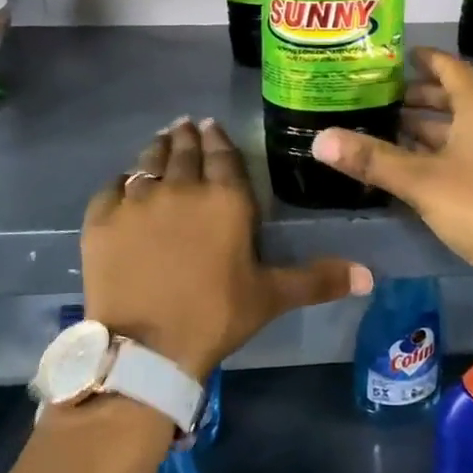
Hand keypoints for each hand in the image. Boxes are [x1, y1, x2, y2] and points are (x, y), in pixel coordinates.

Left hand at [82, 117, 372, 377]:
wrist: (146, 347)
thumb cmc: (216, 316)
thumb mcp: (271, 296)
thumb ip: (318, 279)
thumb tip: (370, 276)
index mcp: (225, 199)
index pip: (223, 155)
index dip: (218, 138)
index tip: (211, 125)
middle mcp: (181, 187)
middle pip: (183, 151)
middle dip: (187, 136)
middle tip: (186, 125)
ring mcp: (137, 200)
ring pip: (147, 161)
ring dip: (157, 148)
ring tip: (160, 139)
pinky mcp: (102, 219)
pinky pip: (112, 187)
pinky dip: (121, 181)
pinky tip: (124, 182)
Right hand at [311, 47, 472, 283]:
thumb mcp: (419, 180)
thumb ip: (371, 158)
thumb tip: (319, 140)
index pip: (449, 66)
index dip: (423, 60)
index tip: (396, 58)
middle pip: (456, 94)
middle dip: (420, 96)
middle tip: (381, 98)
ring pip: (465, 123)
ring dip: (431, 125)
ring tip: (392, 129)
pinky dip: (447, 146)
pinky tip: (420, 163)